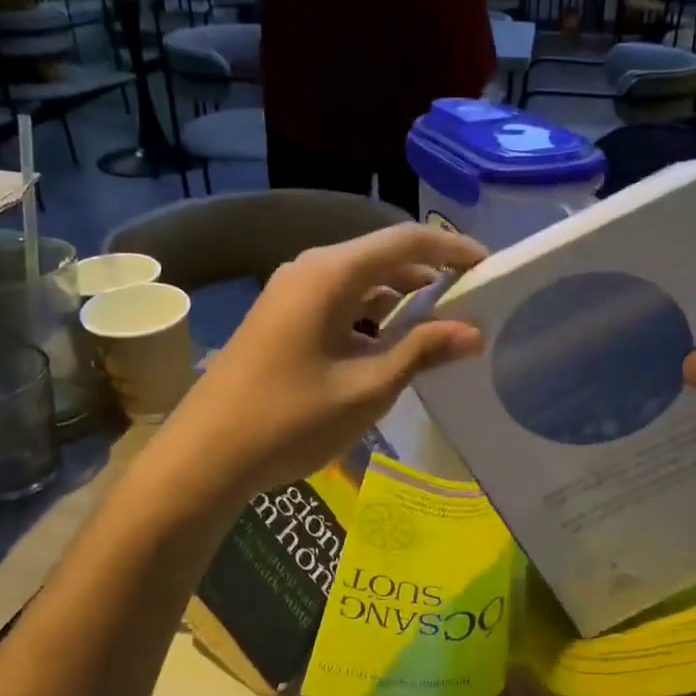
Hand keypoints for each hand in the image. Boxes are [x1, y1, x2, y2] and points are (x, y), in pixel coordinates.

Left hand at [159, 224, 487, 498]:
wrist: (206, 454)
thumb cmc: (290, 419)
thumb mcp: (366, 388)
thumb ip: (421, 352)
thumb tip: (473, 332)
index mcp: (330, 274)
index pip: (405, 241)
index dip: (451, 249)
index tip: (489, 265)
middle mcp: (309, 270)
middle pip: (381, 257)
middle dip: (428, 274)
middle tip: (471, 299)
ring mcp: (289, 293)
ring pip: (359, 282)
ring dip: (400, 298)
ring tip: (440, 324)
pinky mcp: (281, 318)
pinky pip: (338, 302)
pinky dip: (371, 316)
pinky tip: (390, 346)